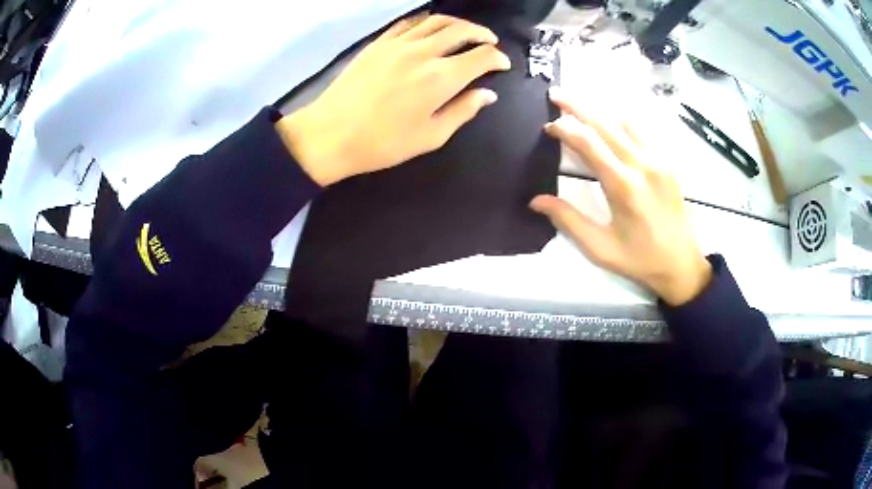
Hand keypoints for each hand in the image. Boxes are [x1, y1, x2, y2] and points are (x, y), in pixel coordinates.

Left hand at [276, 14, 510, 185]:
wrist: (331, 134)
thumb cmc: (383, 143)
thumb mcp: (431, 136)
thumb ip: (463, 111)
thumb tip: (487, 94)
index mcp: (441, 78)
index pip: (481, 56)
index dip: (497, 58)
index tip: (502, 64)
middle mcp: (423, 52)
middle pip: (462, 30)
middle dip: (482, 34)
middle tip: (490, 42)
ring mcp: (398, 44)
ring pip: (436, 20)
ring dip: (458, 23)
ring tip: (466, 31)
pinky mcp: (378, 43)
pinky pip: (409, 22)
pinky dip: (427, 21)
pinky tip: (430, 29)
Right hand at [530, 87, 711, 305]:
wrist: (683, 265)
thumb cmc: (640, 260)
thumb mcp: (600, 248)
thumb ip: (568, 220)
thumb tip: (535, 200)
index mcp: (623, 186)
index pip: (588, 143)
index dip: (565, 129)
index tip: (548, 126)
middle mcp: (642, 164)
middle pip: (605, 123)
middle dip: (578, 106)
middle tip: (556, 94)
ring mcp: (659, 160)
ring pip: (625, 122)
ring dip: (601, 110)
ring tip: (581, 104)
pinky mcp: (668, 163)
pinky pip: (642, 132)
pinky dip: (622, 121)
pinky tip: (612, 121)